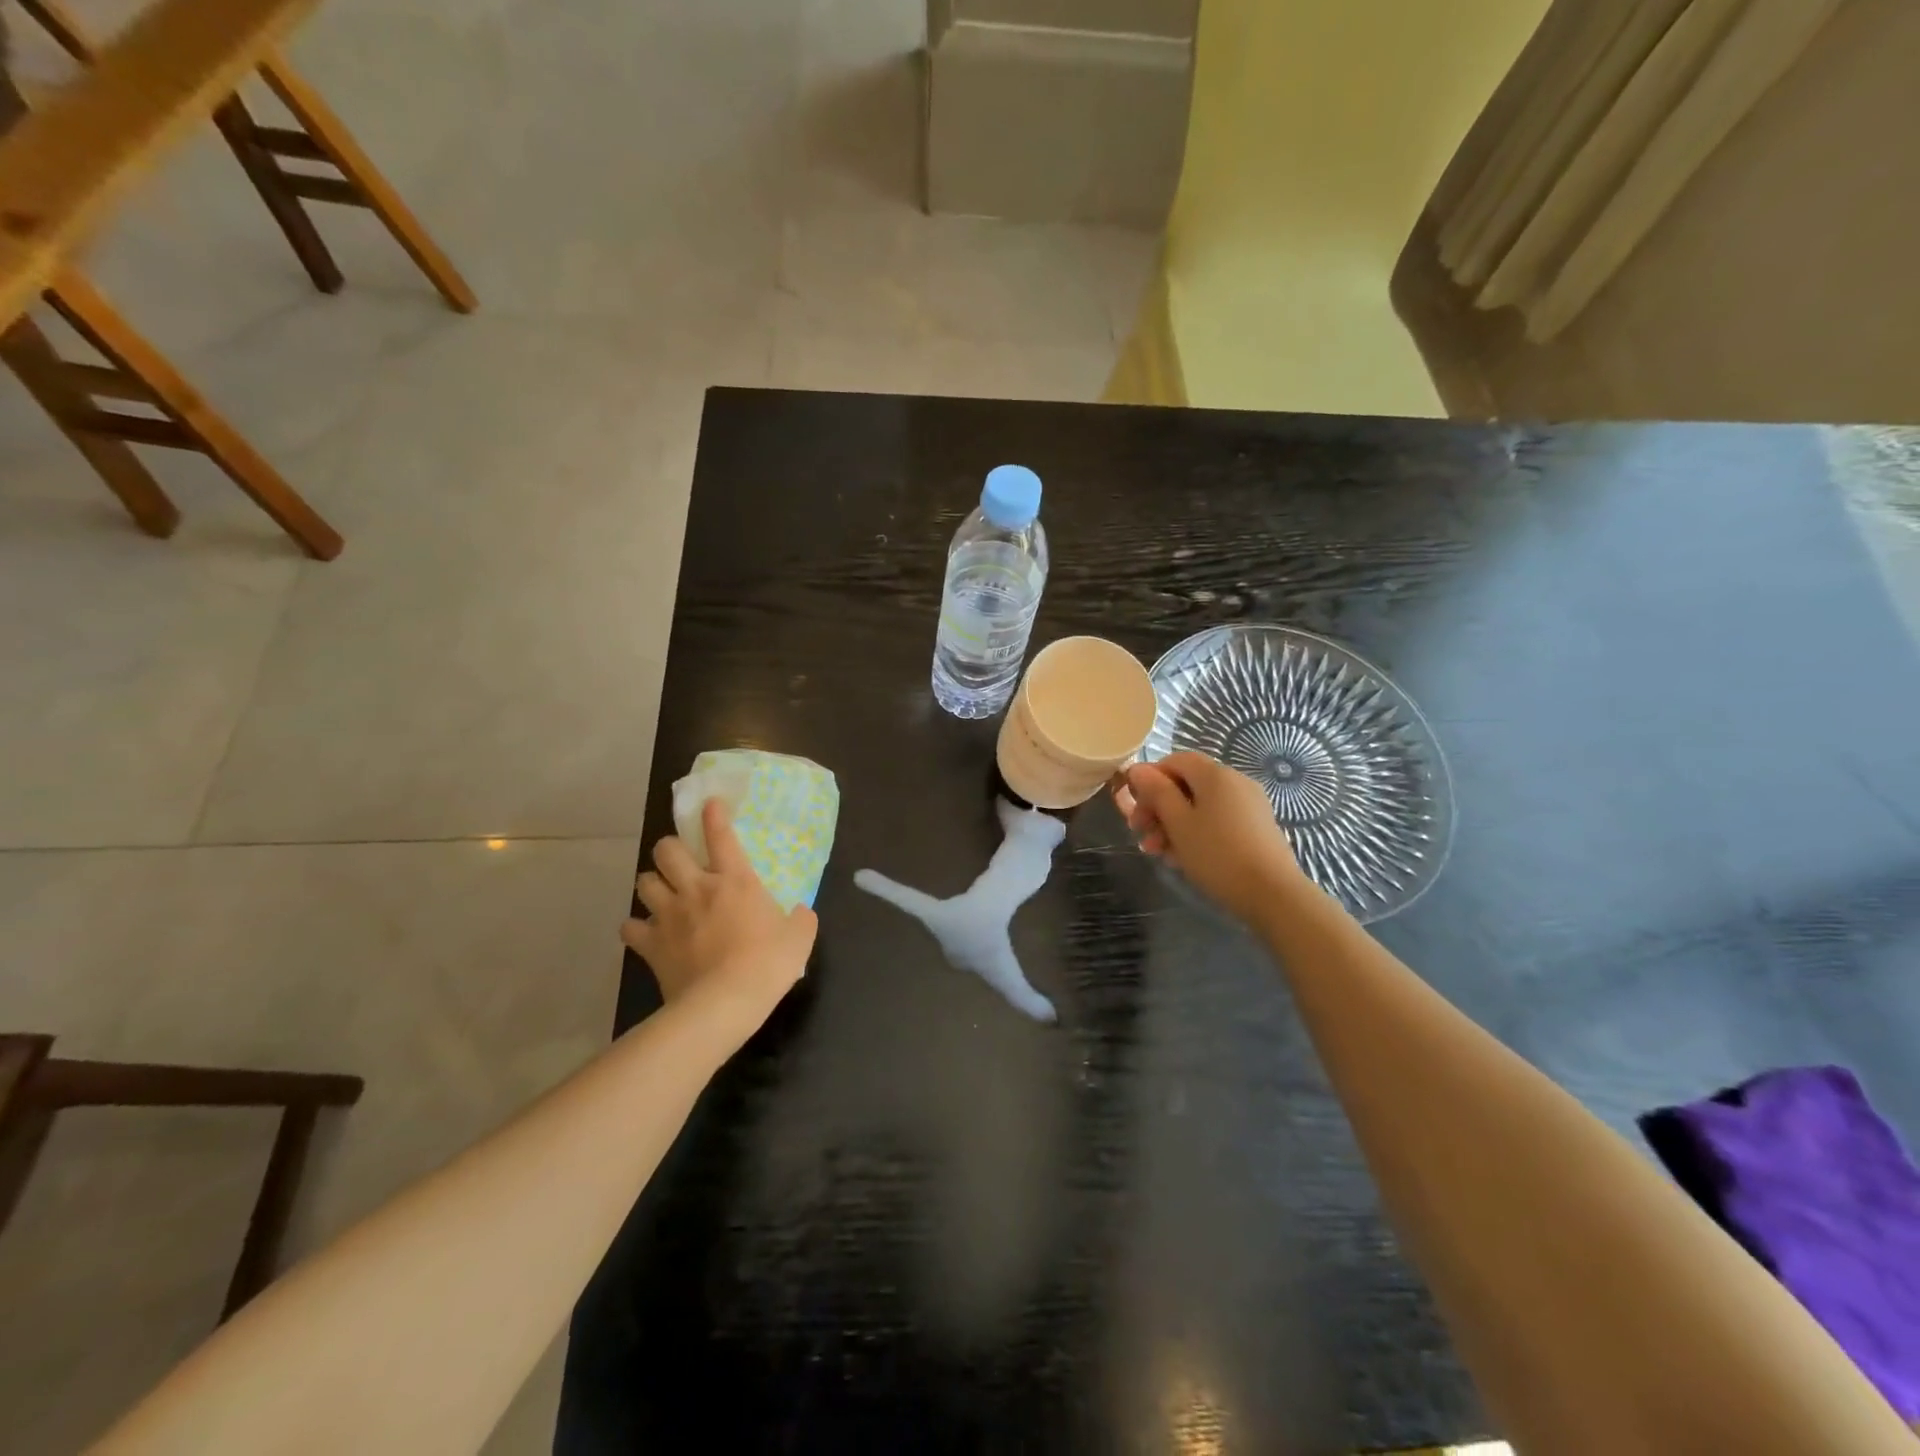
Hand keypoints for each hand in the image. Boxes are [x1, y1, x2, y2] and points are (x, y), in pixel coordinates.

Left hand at [621, 799, 817, 1033]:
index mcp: (735, 880)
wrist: (725, 1002)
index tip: (710, 804)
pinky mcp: (651, 945)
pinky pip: (630, 927)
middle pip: (667, 850)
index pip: (721, 835)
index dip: (714, 815)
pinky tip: (646, 932)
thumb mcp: (800, 938)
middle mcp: (697, 888)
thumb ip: (801, 919)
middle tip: (680, 860)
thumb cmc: (768, 964)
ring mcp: (670, 915)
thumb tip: (801, 912)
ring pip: (644, 881)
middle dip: (670, 848)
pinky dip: (636, 927)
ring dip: (651, 882)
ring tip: (661, 892)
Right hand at [1114, 752, 1305, 923]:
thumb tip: (1138, 768)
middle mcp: (1235, 782)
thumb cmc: (1217, 854)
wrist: (1273, 894)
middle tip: (1140, 834)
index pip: (1175, 761)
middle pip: (1186, 784)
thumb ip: (1156, 792)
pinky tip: (1183, 858)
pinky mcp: (1256, 827)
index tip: (1135, 808)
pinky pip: (1217, 820)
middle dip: (1158, 808)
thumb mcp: (1178, 823)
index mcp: (1215, 774)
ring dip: (1173, 825)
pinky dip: (1196, 833)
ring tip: (1158, 853)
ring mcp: (1249, 805)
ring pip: (1200, 806)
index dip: (1150, 780)